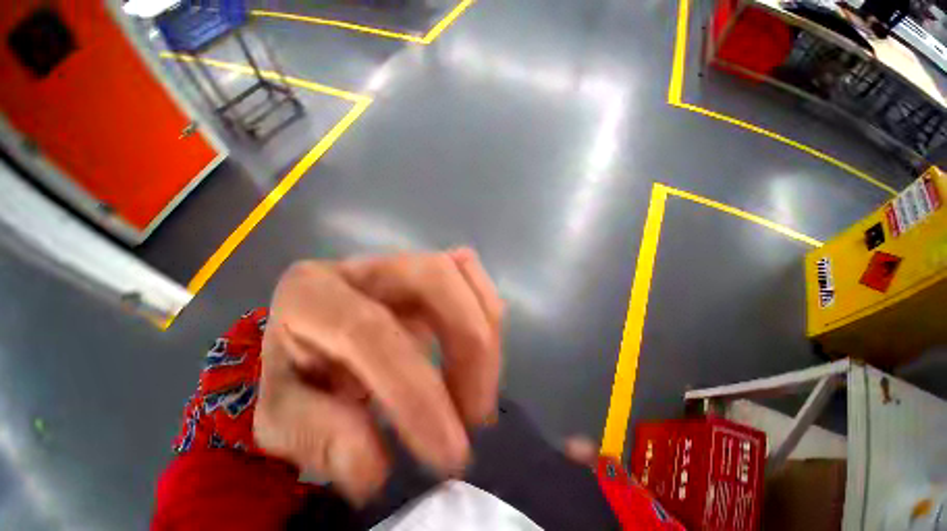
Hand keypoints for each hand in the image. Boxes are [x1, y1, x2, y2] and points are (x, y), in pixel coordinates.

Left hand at [253, 249, 503, 502]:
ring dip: (485, 332)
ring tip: (480, 392)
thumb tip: (375, 464)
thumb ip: (316, 438)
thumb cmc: (299, 373)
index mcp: (311, 292)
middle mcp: (365, 265)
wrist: (316, 337)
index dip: (415, 390)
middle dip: (468, 343)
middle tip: (476, 413)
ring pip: (462, 273)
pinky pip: (472, 275)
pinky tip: (481, 353)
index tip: (448, 450)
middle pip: (435, 278)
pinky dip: (488, 311)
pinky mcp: (429, 270)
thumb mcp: (280, 418)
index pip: (370, 330)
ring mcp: (404, 262)